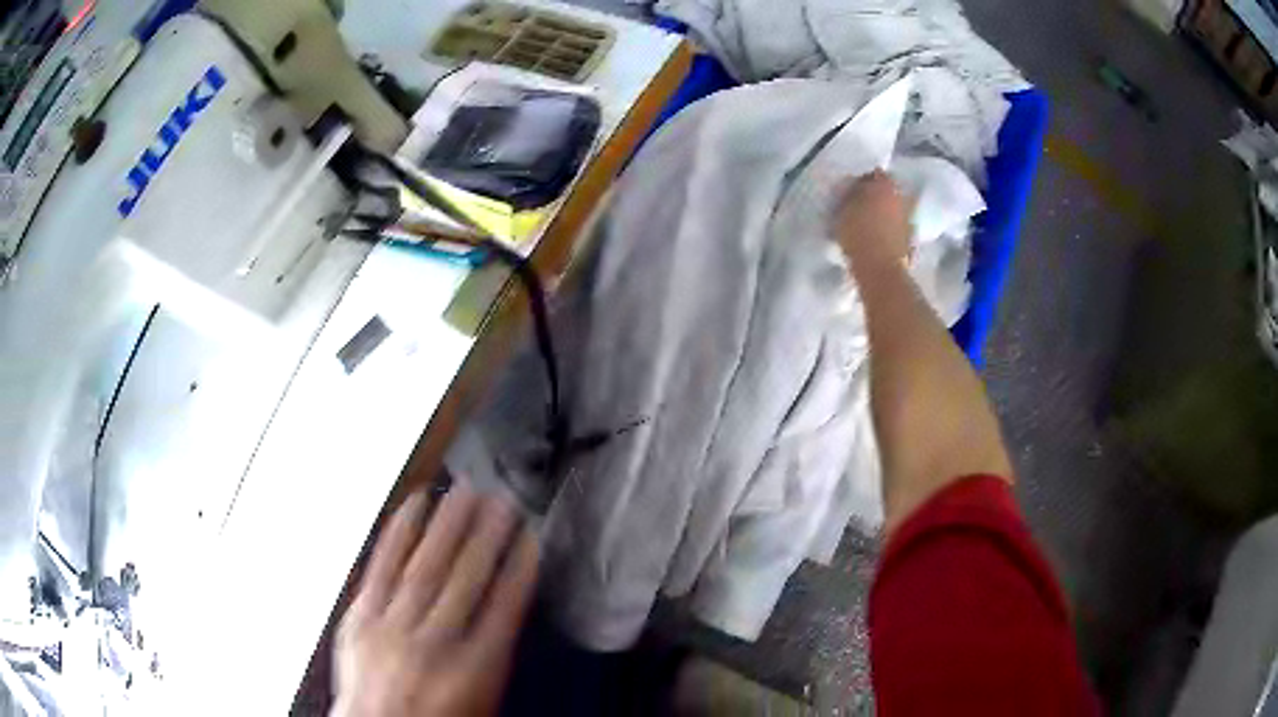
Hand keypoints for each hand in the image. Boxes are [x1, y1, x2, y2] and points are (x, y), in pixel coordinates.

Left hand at [333, 483, 539, 716]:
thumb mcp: (481, 698)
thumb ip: (492, 655)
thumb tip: (503, 612)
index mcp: (473, 670)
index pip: (503, 609)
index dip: (520, 569)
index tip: (530, 539)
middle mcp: (434, 645)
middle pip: (465, 580)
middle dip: (486, 536)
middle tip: (501, 500)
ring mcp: (392, 627)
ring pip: (425, 567)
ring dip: (447, 526)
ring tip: (464, 492)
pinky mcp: (361, 616)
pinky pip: (381, 567)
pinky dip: (398, 534)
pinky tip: (412, 507)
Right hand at [833, 170, 911, 272]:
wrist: (880, 270)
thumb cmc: (858, 235)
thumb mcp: (843, 211)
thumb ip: (850, 197)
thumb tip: (853, 191)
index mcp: (885, 185)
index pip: (873, 173)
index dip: (862, 179)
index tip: (851, 188)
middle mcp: (902, 197)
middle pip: (888, 190)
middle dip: (877, 195)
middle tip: (861, 204)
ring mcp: (910, 219)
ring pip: (895, 208)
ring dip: (885, 212)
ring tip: (870, 222)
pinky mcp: (912, 239)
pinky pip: (899, 227)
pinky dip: (891, 229)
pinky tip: (880, 236)